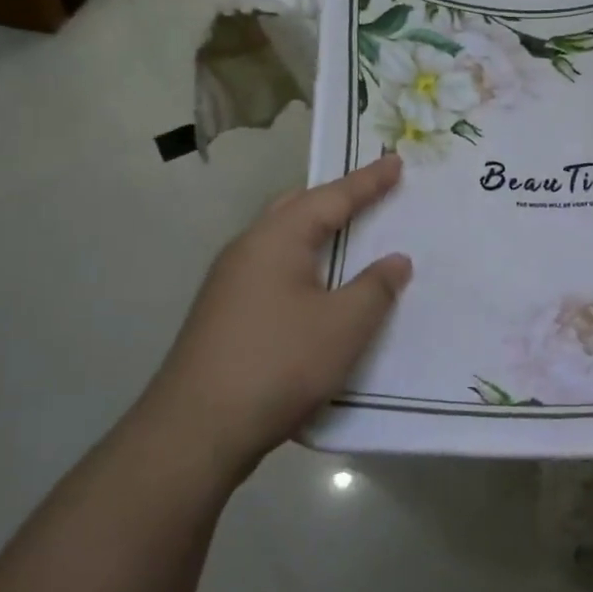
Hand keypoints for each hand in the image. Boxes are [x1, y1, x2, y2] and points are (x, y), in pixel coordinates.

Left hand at [145, 155, 411, 482]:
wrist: (196, 430)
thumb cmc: (279, 363)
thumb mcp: (344, 325)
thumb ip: (376, 287)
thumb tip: (395, 260)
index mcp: (276, 239)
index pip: (331, 197)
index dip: (368, 181)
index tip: (396, 161)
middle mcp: (247, 250)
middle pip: (296, 209)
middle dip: (335, 199)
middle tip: (369, 195)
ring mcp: (229, 284)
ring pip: (281, 242)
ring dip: (316, 235)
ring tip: (347, 238)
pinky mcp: (224, 315)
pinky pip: (273, 271)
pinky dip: (303, 266)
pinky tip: (316, 291)